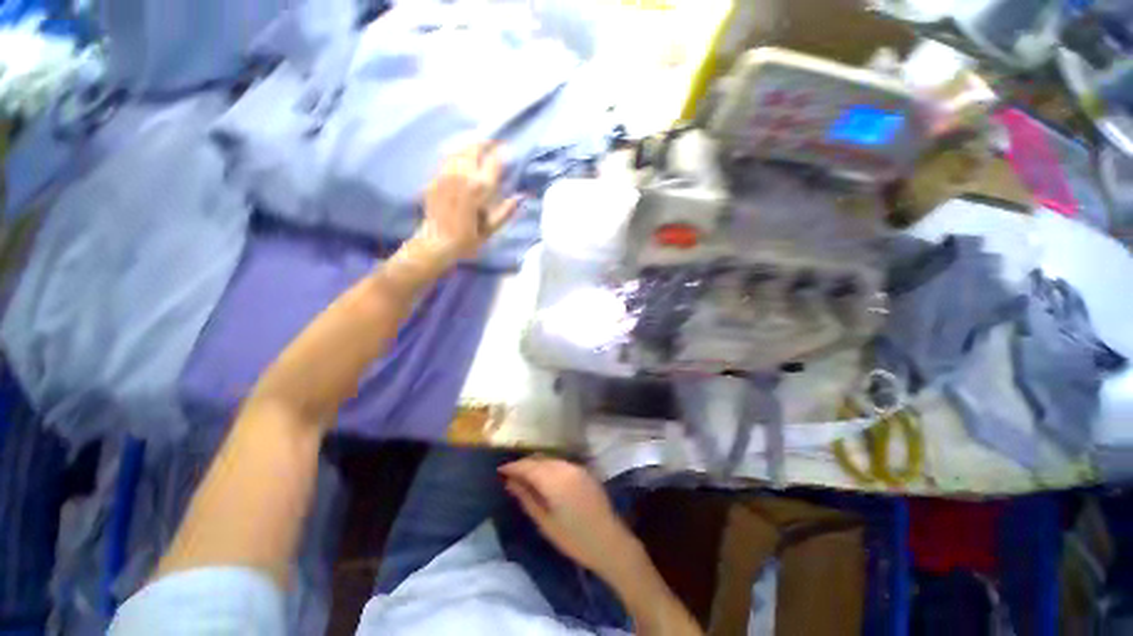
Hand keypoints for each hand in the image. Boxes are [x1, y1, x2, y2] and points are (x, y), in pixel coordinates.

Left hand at [415, 142, 520, 265]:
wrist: (436, 243)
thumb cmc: (468, 239)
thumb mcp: (491, 229)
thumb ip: (506, 211)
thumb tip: (521, 197)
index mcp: (480, 188)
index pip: (493, 161)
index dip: (501, 153)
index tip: (506, 149)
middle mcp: (463, 176)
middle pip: (474, 148)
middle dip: (484, 143)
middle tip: (492, 144)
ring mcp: (446, 174)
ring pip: (459, 150)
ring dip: (470, 146)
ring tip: (477, 148)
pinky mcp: (434, 178)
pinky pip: (447, 159)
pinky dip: (456, 155)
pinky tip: (460, 159)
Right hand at [499, 457, 639, 580]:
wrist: (610, 542)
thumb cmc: (574, 539)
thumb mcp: (545, 522)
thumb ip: (527, 499)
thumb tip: (509, 483)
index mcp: (554, 480)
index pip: (528, 466)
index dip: (513, 466)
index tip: (500, 470)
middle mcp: (565, 467)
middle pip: (540, 459)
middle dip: (524, 464)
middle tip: (510, 475)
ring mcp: (577, 467)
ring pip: (551, 459)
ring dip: (537, 464)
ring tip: (525, 476)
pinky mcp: (584, 471)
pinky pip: (561, 463)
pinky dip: (549, 466)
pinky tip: (545, 477)